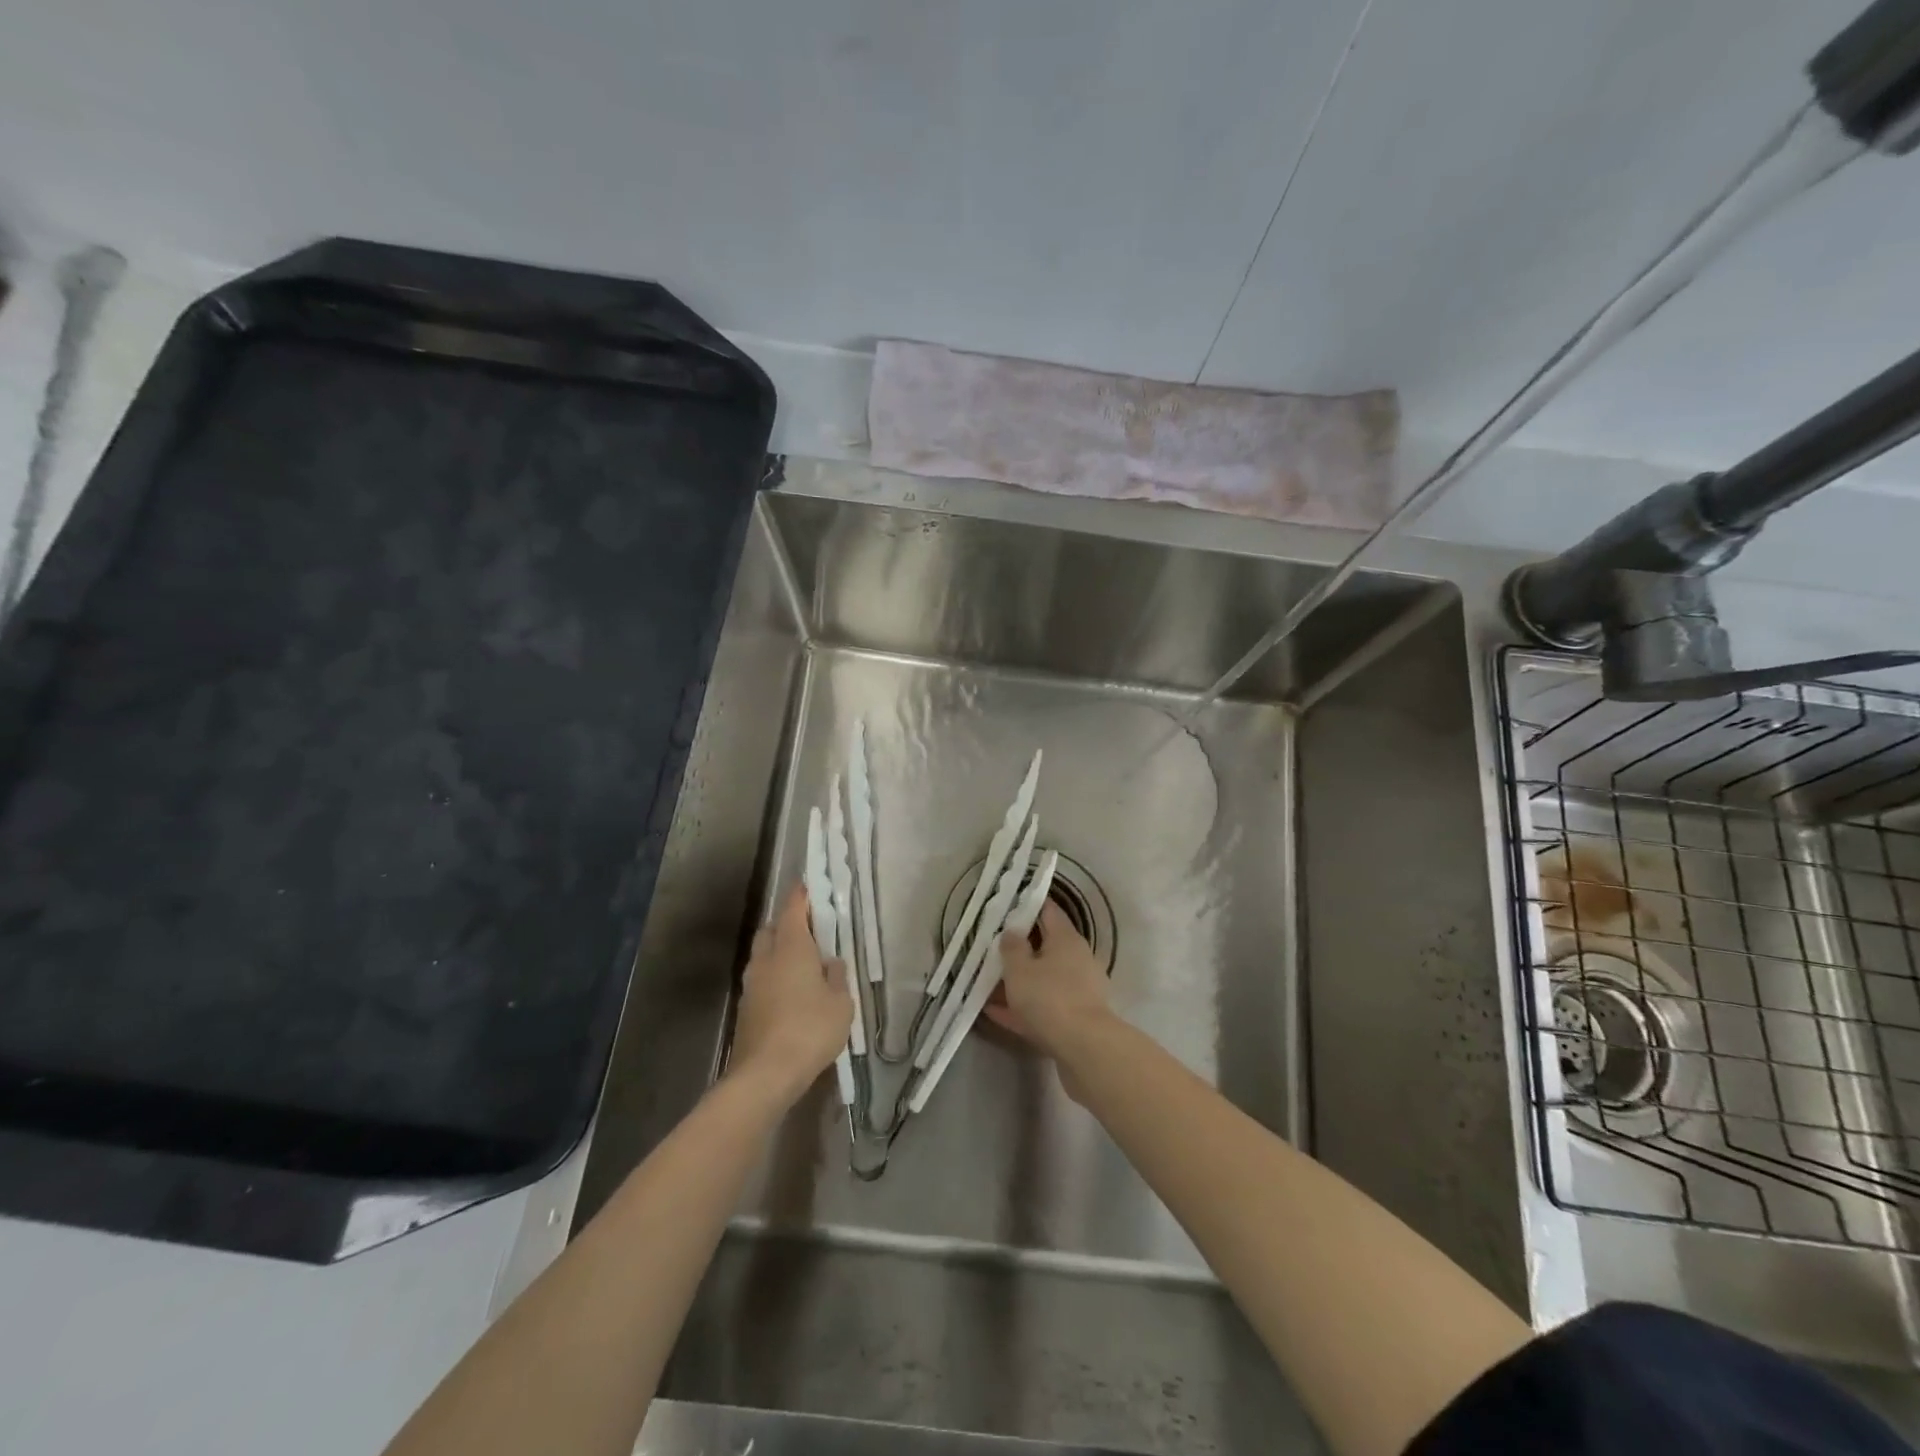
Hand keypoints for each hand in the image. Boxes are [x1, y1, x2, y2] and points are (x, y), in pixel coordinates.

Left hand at [727, 883, 852, 1107]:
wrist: (765, 1074)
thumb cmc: (810, 1029)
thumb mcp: (840, 1002)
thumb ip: (837, 976)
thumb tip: (830, 961)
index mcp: (790, 947)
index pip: (793, 908)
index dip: (802, 896)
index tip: (811, 887)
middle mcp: (766, 959)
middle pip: (772, 929)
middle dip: (787, 924)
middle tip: (811, 931)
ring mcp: (751, 984)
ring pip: (763, 955)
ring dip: (779, 952)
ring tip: (803, 964)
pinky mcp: (745, 1008)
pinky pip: (761, 979)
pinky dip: (774, 977)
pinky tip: (791, 993)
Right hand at [986, 900, 1114, 1098]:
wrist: (1085, 1050)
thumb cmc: (1050, 998)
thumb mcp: (1020, 969)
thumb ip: (1012, 948)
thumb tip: (1012, 931)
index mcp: (1066, 939)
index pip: (1047, 910)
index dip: (1027, 904)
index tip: (1007, 903)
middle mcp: (1077, 959)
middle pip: (1045, 946)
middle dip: (1020, 947)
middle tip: (991, 947)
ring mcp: (1079, 990)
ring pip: (1043, 978)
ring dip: (1019, 981)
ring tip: (987, 983)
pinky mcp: (1076, 1018)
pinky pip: (1044, 1006)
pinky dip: (1023, 1007)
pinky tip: (995, 1013)